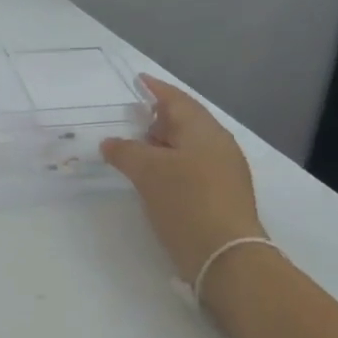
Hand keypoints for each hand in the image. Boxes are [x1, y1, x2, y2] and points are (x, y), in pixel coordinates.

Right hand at [101, 74, 265, 281]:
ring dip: (162, 144)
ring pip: (188, 147)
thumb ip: (125, 151)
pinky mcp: (221, 196)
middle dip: (158, 118)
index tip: (138, 80)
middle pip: (186, 122)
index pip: (177, 100)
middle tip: (131, 118)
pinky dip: (170, 164)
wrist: (226, 257)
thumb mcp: (147, 172)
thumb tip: (111, 142)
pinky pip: (191, 167)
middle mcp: (218, 145)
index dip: (156, 89)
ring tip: (136, 149)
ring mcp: (224, 172)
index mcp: (204, 131)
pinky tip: (154, 177)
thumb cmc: (186, 202)